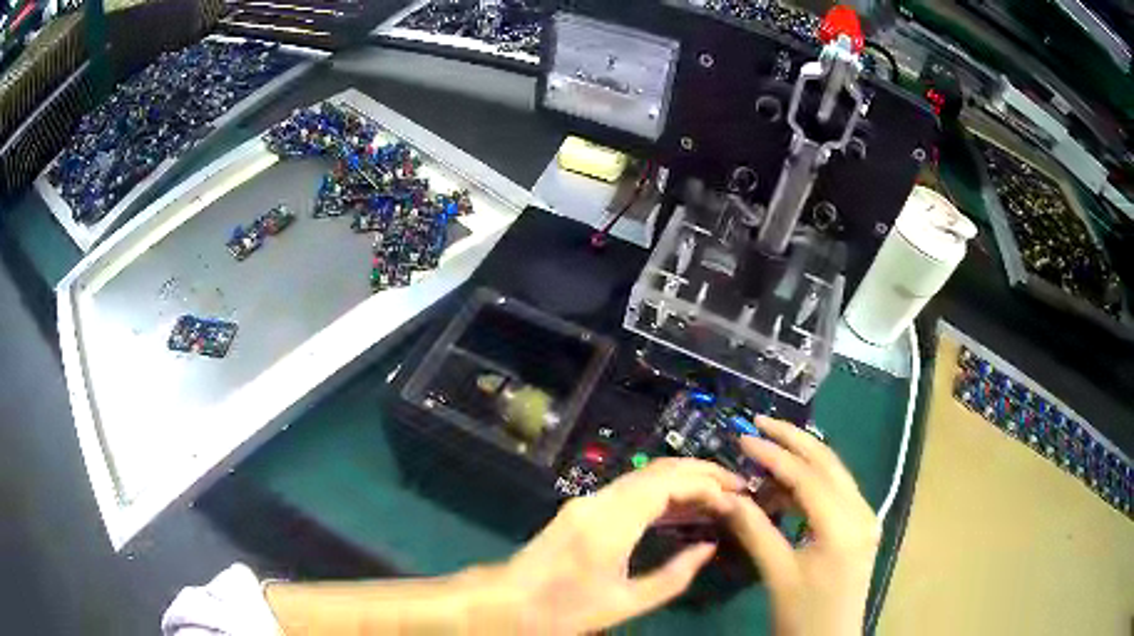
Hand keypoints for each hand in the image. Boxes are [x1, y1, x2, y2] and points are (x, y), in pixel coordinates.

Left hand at [499, 458, 745, 634]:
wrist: (509, 601)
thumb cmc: (566, 608)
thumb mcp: (626, 602)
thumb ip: (674, 575)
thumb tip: (708, 547)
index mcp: (612, 522)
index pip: (669, 483)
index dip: (707, 485)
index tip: (736, 499)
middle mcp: (601, 500)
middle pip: (659, 470)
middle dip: (702, 472)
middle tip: (738, 486)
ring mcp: (590, 500)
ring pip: (646, 476)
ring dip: (684, 479)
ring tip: (719, 494)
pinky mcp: (585, 508)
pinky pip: (631, 490)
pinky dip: (662, 492)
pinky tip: (683, 507)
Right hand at [725, 416, 879, 635]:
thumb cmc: (803, 615)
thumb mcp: (777, 574)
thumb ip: (754, 530)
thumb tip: (726, 496)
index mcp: (843, 526)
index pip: (807, 476)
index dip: (773, 454)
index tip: (742, 438)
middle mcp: (861, 512)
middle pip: (827, 463)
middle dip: (793, 440)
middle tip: (759, 423)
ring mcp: (865, 518)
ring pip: (834, 474)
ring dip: (801, 460)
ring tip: (765, 454)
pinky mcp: (860, 527)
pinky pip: (836, 493)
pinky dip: (810, 483)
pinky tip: (785, 487)